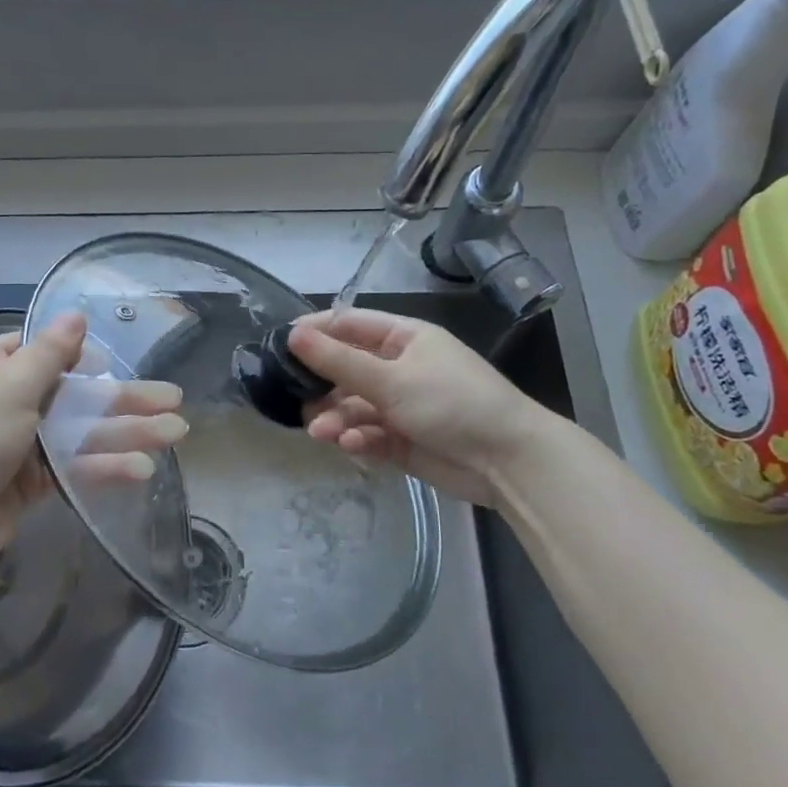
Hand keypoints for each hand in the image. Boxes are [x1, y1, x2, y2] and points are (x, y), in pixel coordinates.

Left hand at [0, 313, 186, 583]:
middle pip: (73, 394)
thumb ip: (49, 355)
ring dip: (125, 433)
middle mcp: (4, 402)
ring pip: (79, 432)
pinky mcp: (28, 484)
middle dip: (123, 398)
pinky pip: (71, 467)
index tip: (115, 364)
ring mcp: (18, 445)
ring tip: (175, 433)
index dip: (82, 356)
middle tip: (173, 399)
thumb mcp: (7, 389)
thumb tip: (75, 313)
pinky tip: (140, 469)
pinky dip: (103, 466)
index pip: (42, 352)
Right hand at [285, 308, 553, 505]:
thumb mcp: (391, 378)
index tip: (279, 344)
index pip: (349, 325)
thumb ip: (338, 361)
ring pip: (352, 406)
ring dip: (335, 418)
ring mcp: (401, 405)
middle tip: (295, 399)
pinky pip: (368, 434)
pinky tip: (351, 446)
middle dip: (321, 386)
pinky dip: (357, 439)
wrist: (508, 461)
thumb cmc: (451, 403)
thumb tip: (292, 335)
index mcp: (403, 338)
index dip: (315, 332)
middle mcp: (399, 367)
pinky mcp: (402, 440)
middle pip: (345, 369)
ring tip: (322, 433)